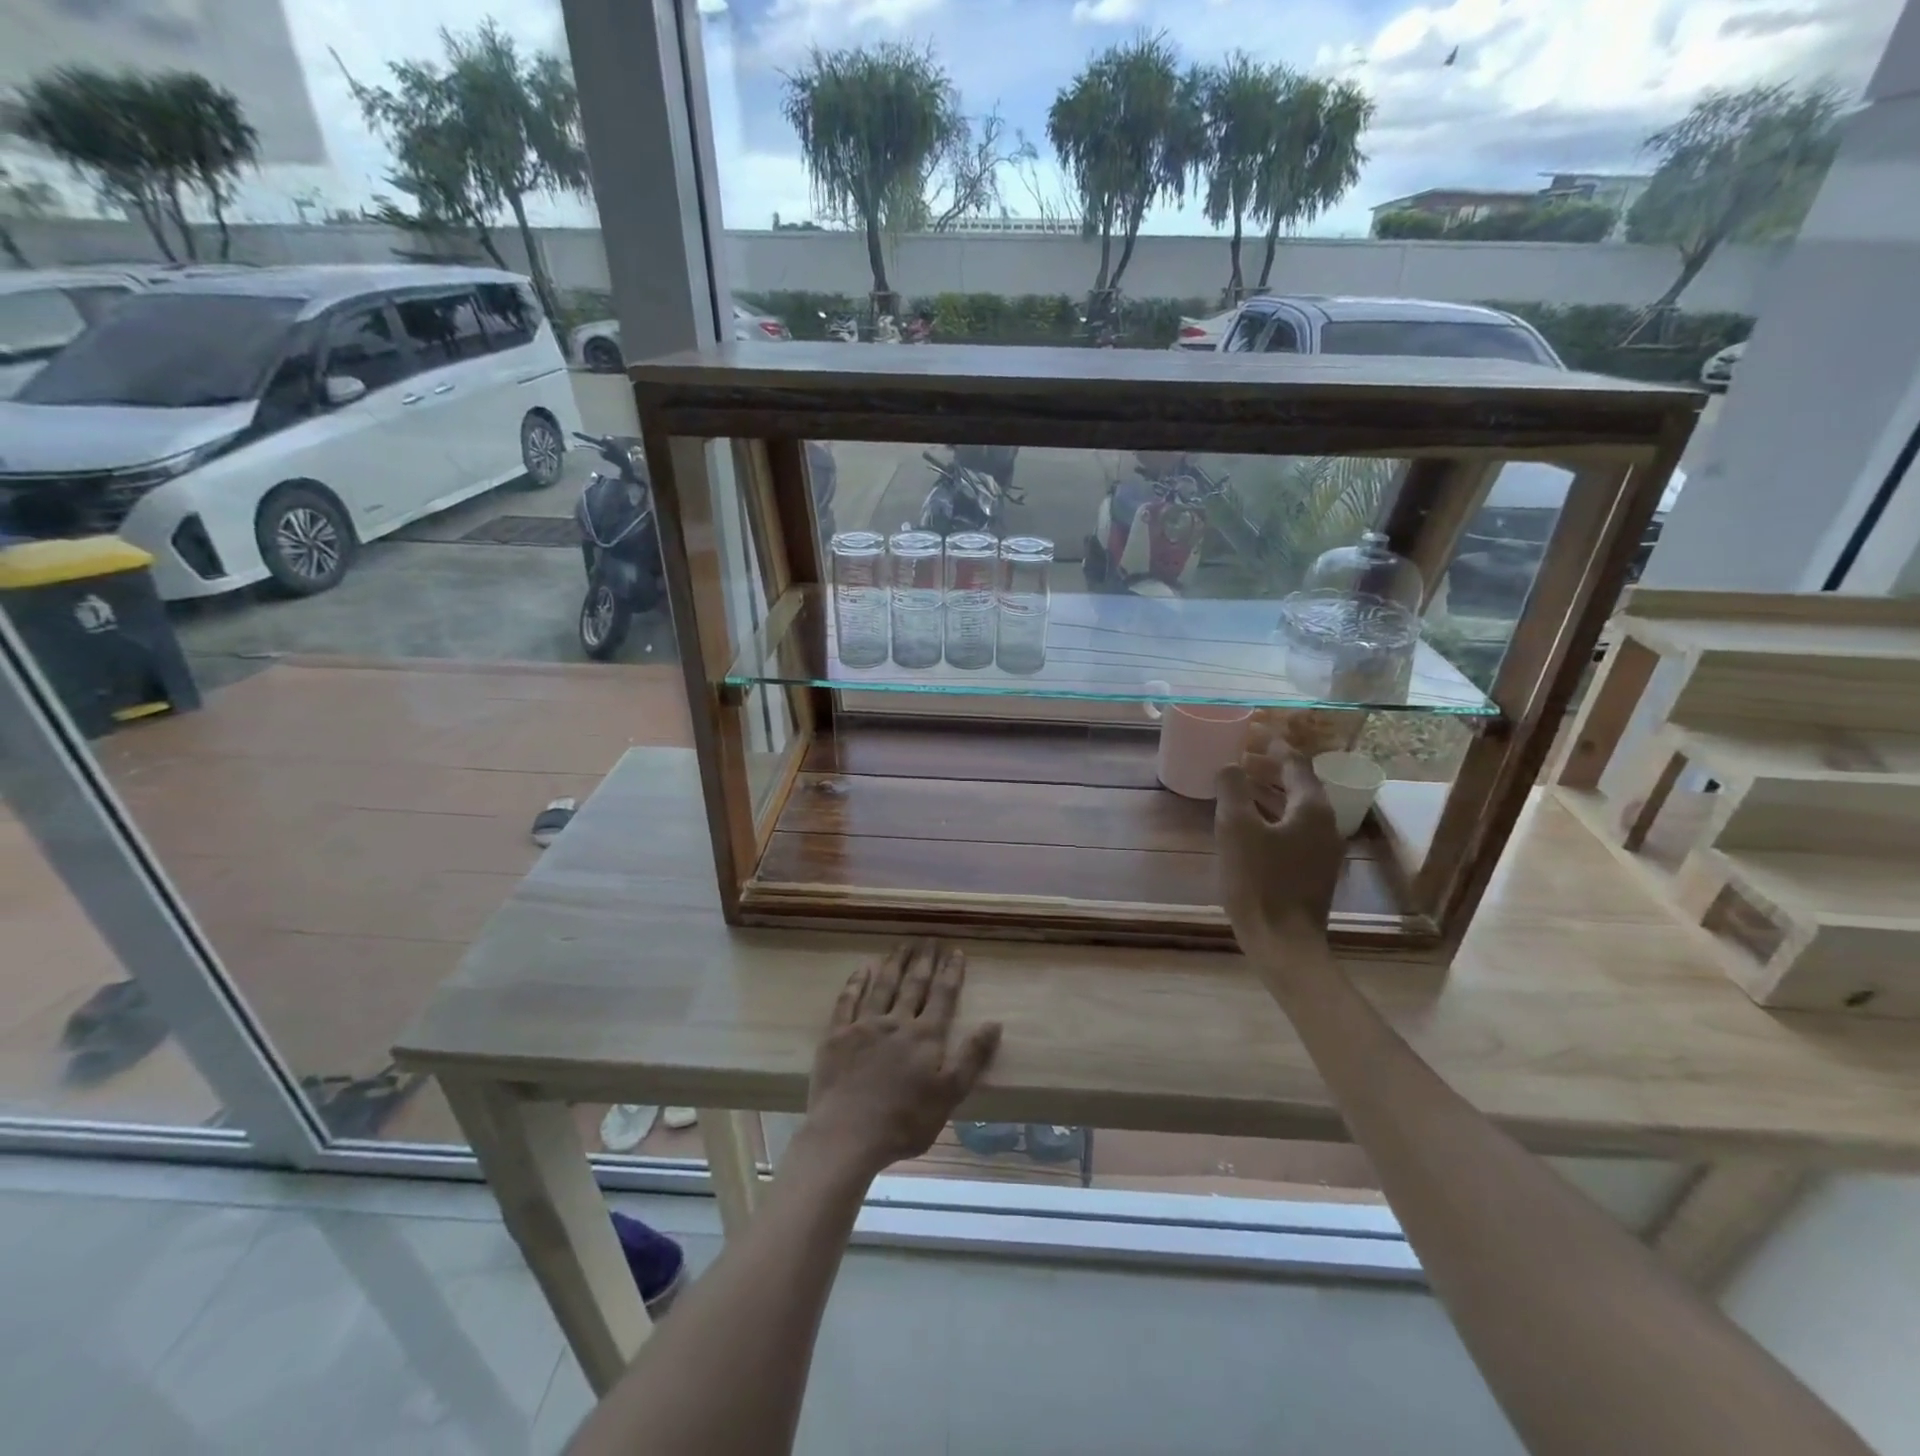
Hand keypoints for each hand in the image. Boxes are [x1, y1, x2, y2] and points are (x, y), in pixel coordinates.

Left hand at [803, 942, 1002, 1179]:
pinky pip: (848, 1000)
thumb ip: (972, 1057)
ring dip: (894, 963)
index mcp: (925, 1036)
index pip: (943, 996)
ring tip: (902, 945)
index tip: (956, 951)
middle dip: (924, 960)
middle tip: (929, 939)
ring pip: (882, 986)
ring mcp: (864, 1025)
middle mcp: (896, 1022)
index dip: (951, 972)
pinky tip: (863, 968)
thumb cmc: (905, 1121)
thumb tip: (995, 1022)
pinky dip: (856, 982)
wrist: (848, 1134)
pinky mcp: (837, 1035)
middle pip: (913, 984)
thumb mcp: (949, 1094)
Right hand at [1214, 732, 1343, 950]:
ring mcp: (1320, 849)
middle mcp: (1324, 823)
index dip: (1271, 744)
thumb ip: (1233, 790)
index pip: (1295, 763)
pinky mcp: (1310, 869)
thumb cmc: (1259, 881)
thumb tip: (1230, 766)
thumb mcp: (1236, 829)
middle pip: (1297, 783)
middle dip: (1268, 765)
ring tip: (1238, 782)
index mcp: (1311, 808)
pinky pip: (1291, 827)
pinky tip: (1246, 822)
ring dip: (1267, 790)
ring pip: (1293, 807)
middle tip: (1238, 753)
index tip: (1250, 730)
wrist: (1283, 942)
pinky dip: (1270, 813)